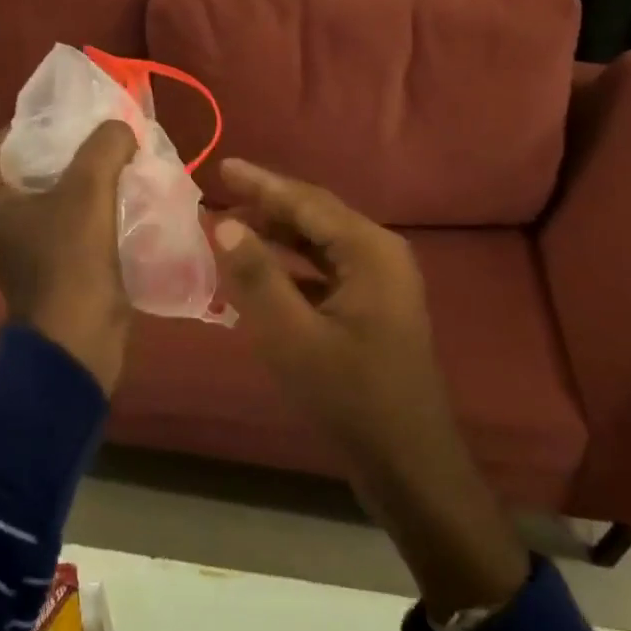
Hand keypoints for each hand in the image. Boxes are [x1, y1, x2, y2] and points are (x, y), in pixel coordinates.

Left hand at [0, 121, 138, 394]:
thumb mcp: (88, 189)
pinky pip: (76, 217)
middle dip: (80, 147)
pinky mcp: (53, 261)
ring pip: (63, 190)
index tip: (90, 108)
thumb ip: (105, 144)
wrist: (79, 340)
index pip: (17, 134)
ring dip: (94, 176)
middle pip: (42, 162)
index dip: (53, 118)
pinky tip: (130, 191)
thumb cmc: (70, 259)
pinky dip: (99, 204)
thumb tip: (120, 127)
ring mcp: (25, 241)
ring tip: (129, 156)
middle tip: (116, 130)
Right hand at [212, 159, 529, 615]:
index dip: (262, 183)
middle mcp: (380, 255)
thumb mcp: (293, 337)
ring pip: (320, 244)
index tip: (223, 165)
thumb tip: (225, 222)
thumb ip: (257, 276)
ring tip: (232, 225)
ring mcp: (380, 283)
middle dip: (268, 204)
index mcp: (370, 251)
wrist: (410, 466)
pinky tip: (260, 273)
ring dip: (278, 235)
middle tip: (221, 193)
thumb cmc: (351, 398)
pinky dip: (291, 267)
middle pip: (316, 216)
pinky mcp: (373, 308)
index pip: (307, 202)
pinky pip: (325, 271)